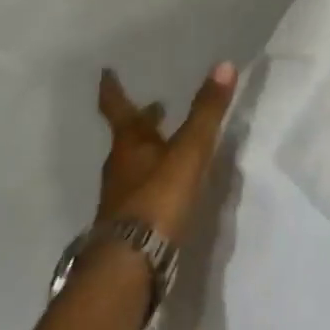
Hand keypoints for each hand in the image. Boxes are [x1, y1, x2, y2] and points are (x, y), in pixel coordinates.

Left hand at [95, 62, 236, 243]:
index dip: (113, 90)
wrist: (130, 265)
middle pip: (128, 138)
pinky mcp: (130, 226)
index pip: (118, 108)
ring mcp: (121, 199)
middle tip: (154, 107)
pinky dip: (152, 181)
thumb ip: (206, 112)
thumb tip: (223, 65)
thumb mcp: (188, 152)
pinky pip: (140, 193)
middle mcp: (120, 168)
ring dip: (148, 151)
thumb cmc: (157, 199)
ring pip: (134, 165)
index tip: (105, 72)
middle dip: (141, 122)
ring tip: (165, 145)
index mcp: (129, 145)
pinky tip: (166, 189)